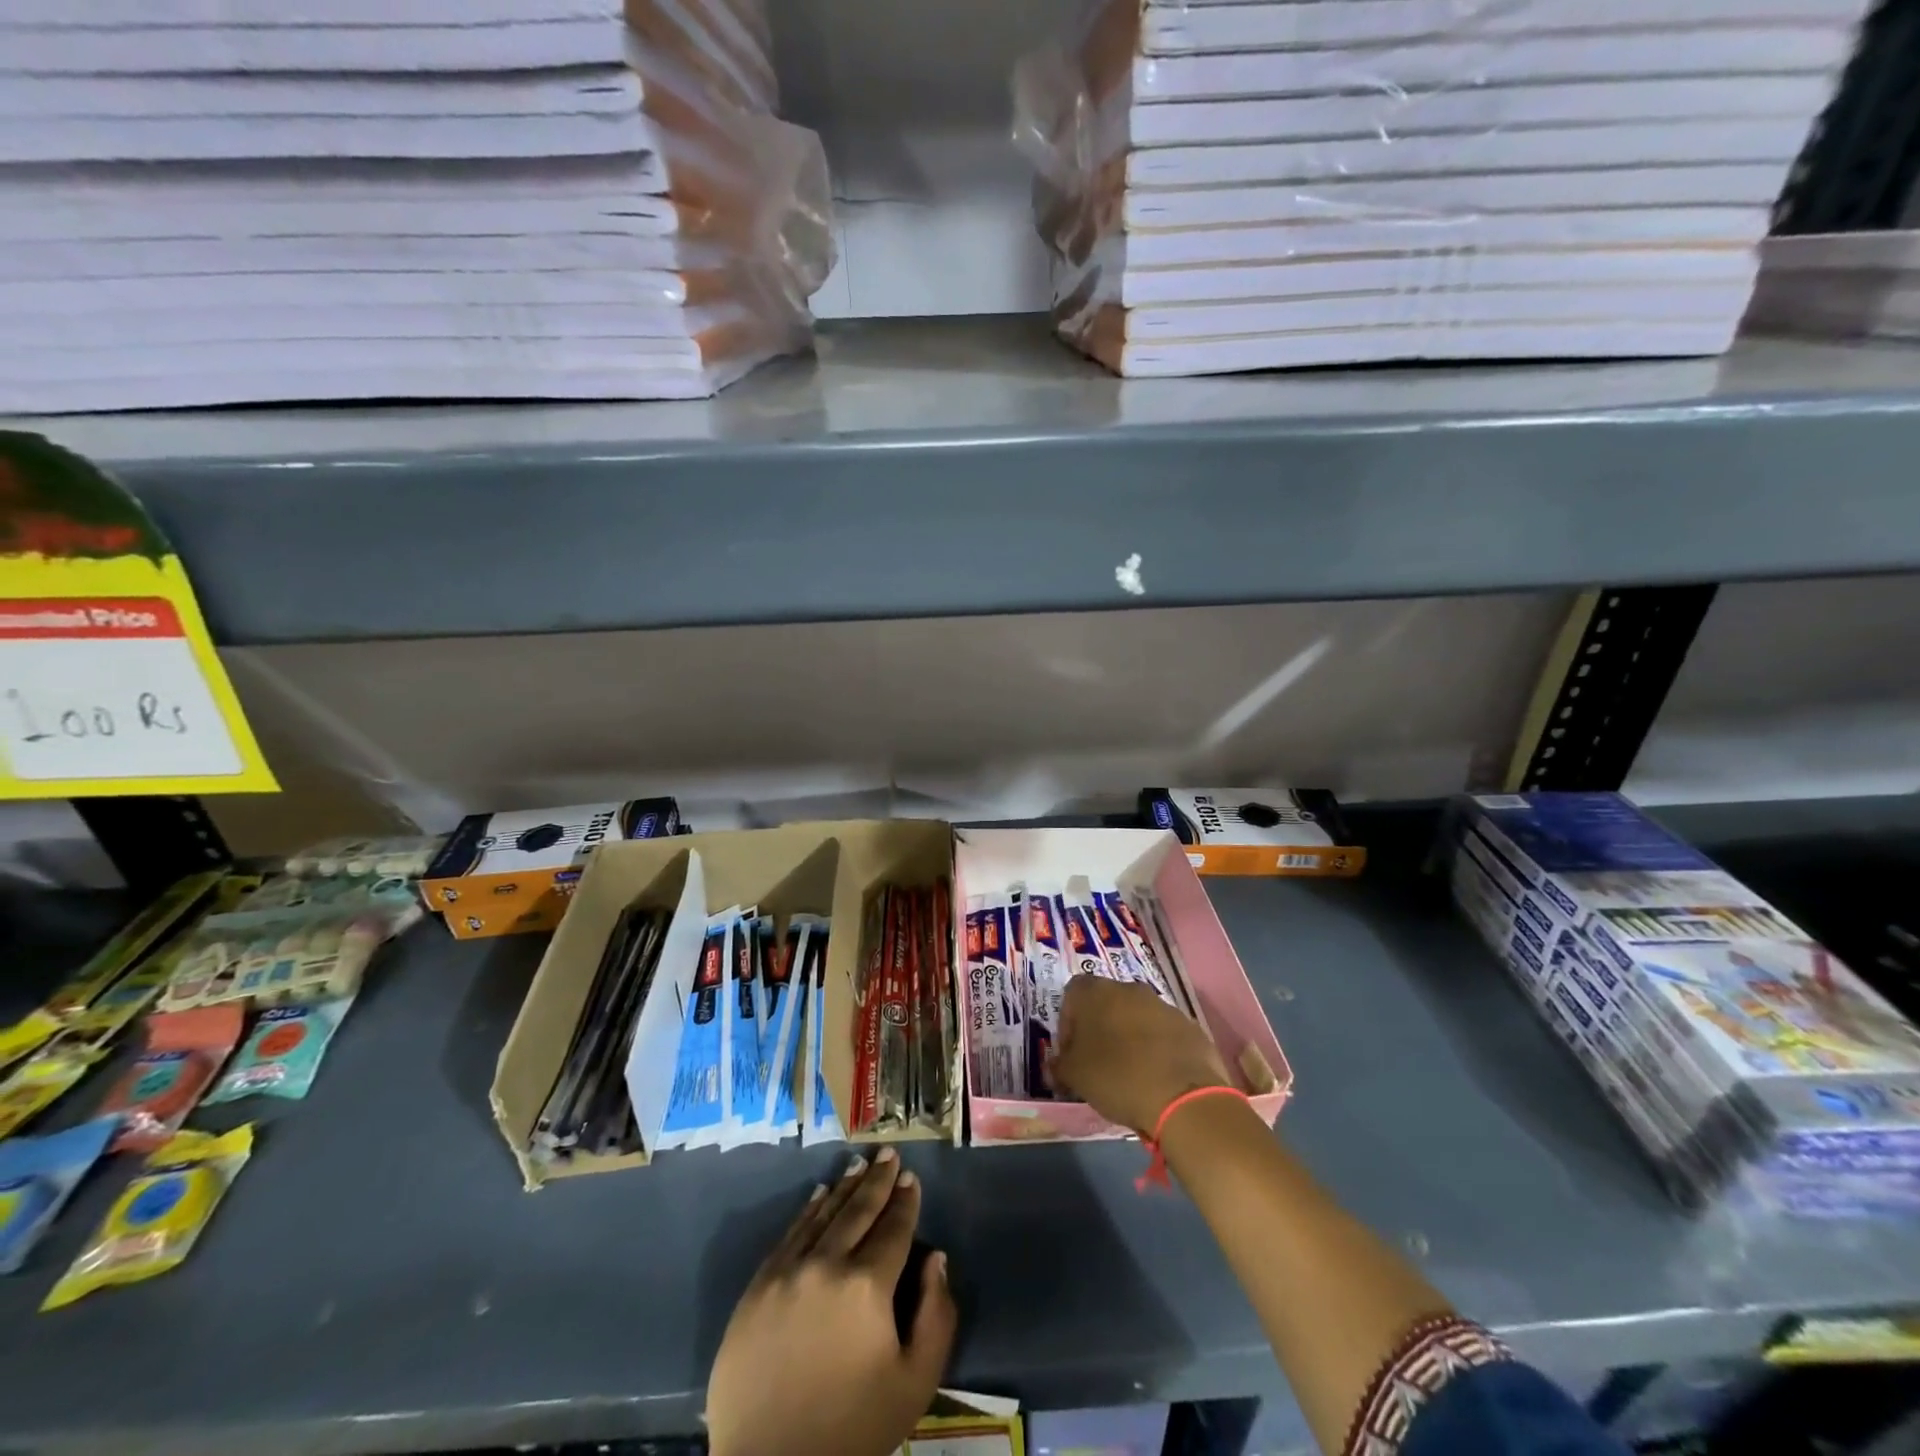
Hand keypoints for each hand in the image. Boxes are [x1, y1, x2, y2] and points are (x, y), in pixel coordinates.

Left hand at [707, 1148, 956, 1455]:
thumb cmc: (851, 1431)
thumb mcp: (914, 1385)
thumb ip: (936, 1317)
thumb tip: (936, 1259)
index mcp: (867, 1286)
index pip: (893, 1229)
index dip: (905, 1201)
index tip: (911, 1177)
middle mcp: (826, 1264)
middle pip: (858, 1211)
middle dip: (877, 1180)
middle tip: (888, 1153)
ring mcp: (787, 1272)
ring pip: (823, 1215)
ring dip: (845, 1188)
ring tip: (859, 1165)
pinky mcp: (758, 1287)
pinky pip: (789, 1235)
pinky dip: (808, 1211)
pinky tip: (819, 1195)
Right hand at [1050, 975, 1233, 1134]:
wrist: (1184, 1097)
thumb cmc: (1117, 1077)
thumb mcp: (1075, 1076)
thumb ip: (1060, 1065)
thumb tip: (1057, 1064)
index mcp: (1095, 992)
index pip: (1071, 995)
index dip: (1067, 1024)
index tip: (1071, 1053)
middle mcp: (1129, 988)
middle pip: (1106, 1003)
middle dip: (1099, 1030)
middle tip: (1097, 1064)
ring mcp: (1163, 1005)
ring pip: (1136, 1017)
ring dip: (1129, 1038)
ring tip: (1129, 1074)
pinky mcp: (1189, 1026)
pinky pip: (1163, 1034)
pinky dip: (1156, 1050)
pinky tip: (1156, 1078)